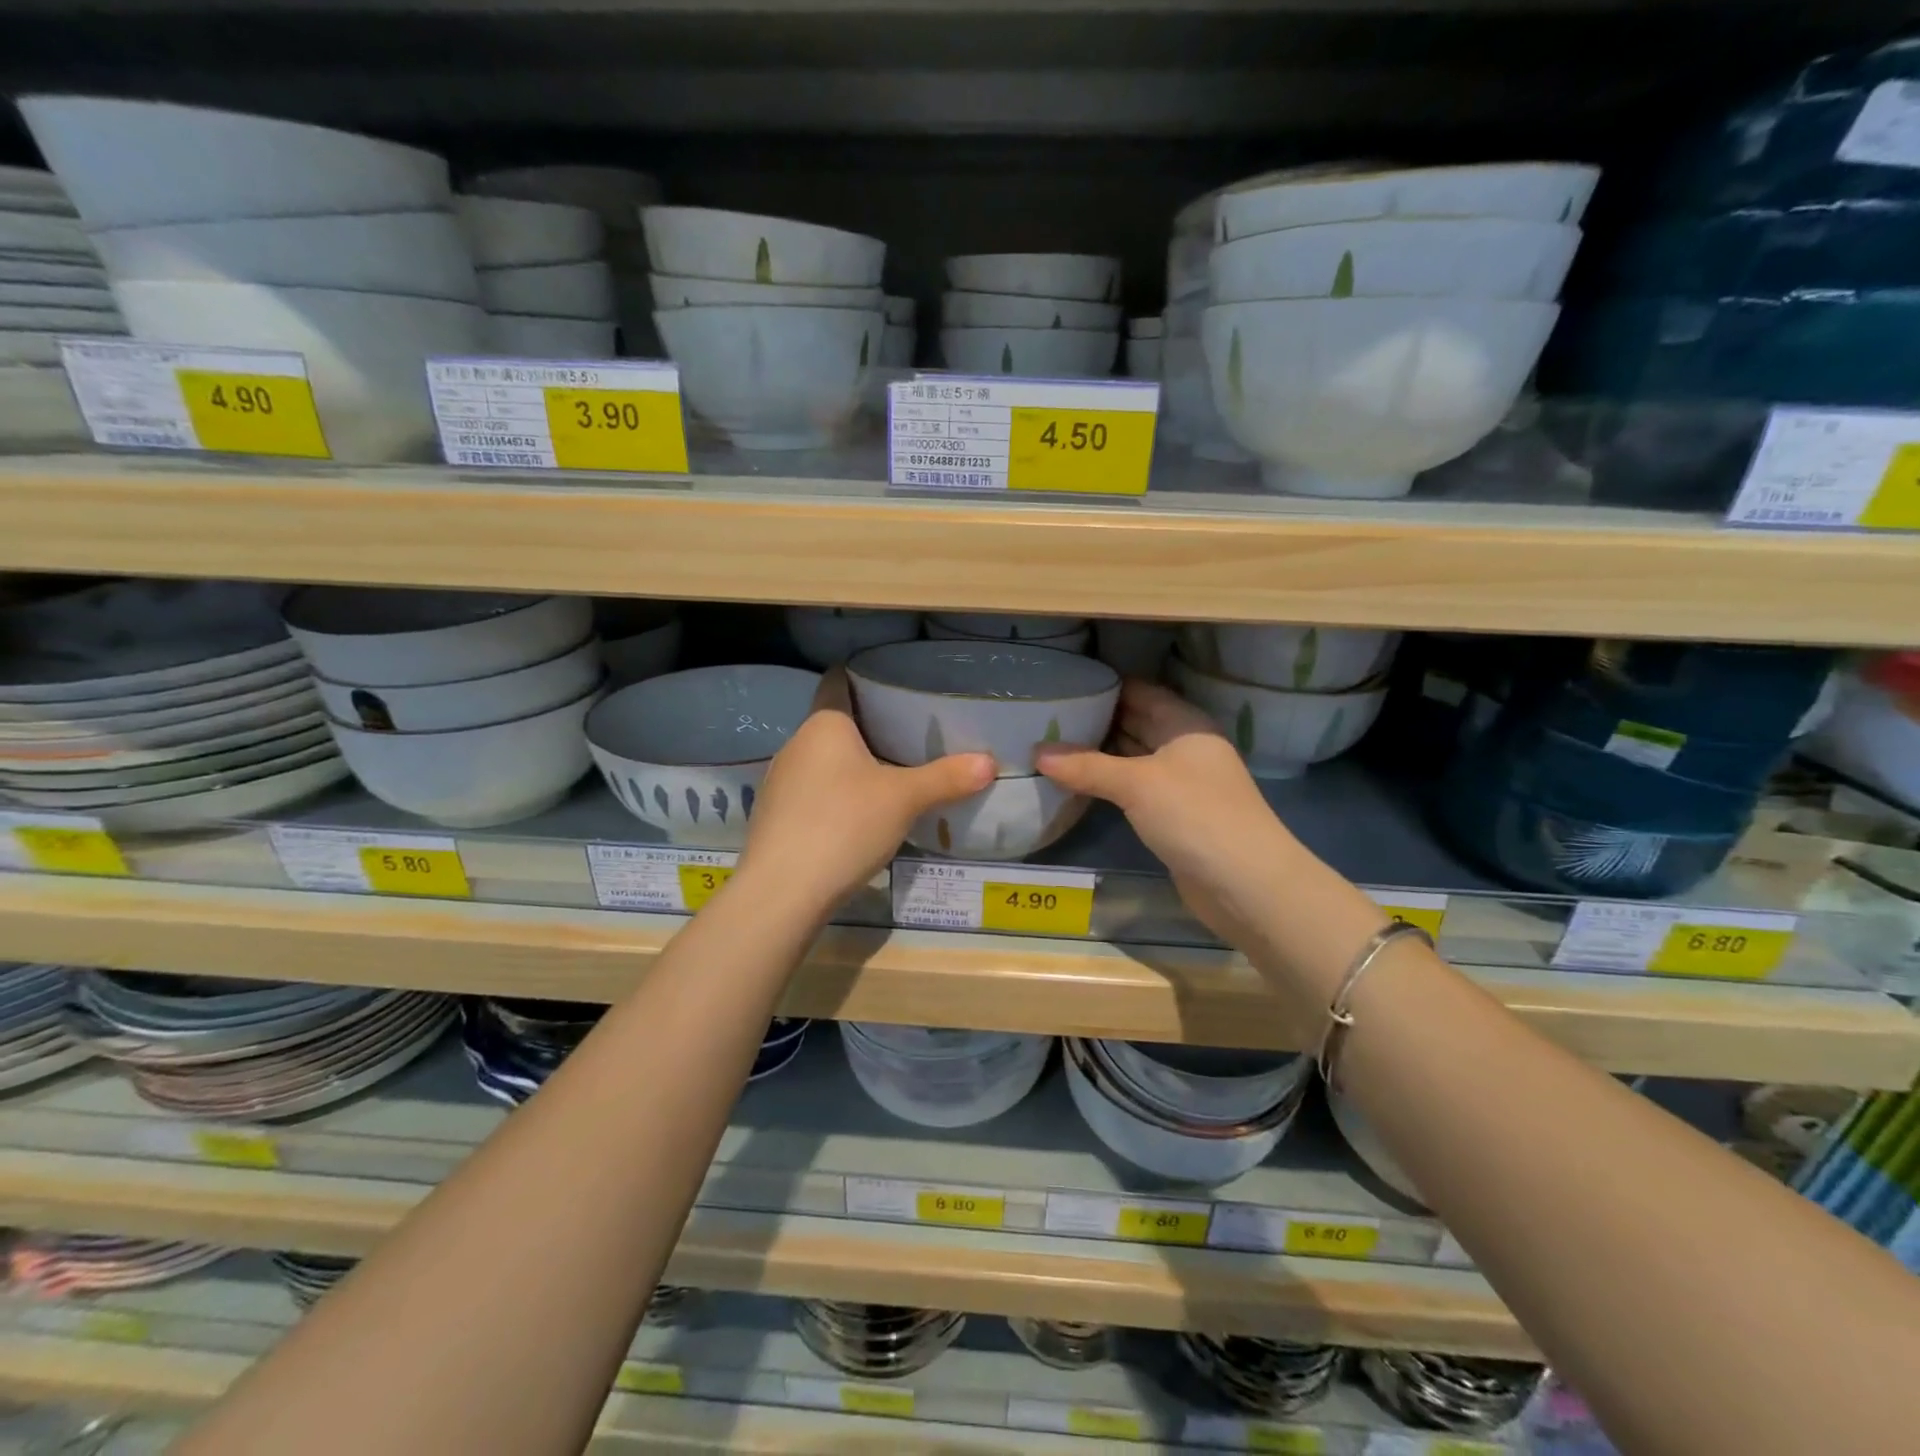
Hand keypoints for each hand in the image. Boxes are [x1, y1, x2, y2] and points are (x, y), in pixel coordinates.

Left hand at [737, 668, 994, 912]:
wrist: (782, 892)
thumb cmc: (844, 825)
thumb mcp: (904, 799)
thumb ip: (946, 778)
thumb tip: (989, 763)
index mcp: (823, 725)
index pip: (837, 682)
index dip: (863, 676)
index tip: (894, 683)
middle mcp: (795, 744)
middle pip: (834, 724)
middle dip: (868, 727)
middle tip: (911, 734)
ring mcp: (779, 782)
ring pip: (822, 761)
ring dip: (852, 765)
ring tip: (892, 775)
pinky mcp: (775, 817)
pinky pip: (812, 792)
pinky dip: (836, 795)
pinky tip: (859, 816)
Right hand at [1035, 680, 1296, 946]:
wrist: (1245, 884)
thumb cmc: (1195, 815)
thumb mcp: (1137, 784)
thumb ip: (1086, 766)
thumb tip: (1036, 752)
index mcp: (1185, 725)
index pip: (1140, 692)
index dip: (1104, 687)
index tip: (1064, 685)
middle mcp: (1185, 748)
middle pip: (1135, 723)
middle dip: (1096, 721)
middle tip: (1046, 717)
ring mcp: (1181, 784)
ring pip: (1132, 758)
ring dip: (1098, 755)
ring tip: (1051, 745)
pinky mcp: (1173, 816)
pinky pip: (1134, 789)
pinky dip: (1107, 784)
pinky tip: (1075, 783)